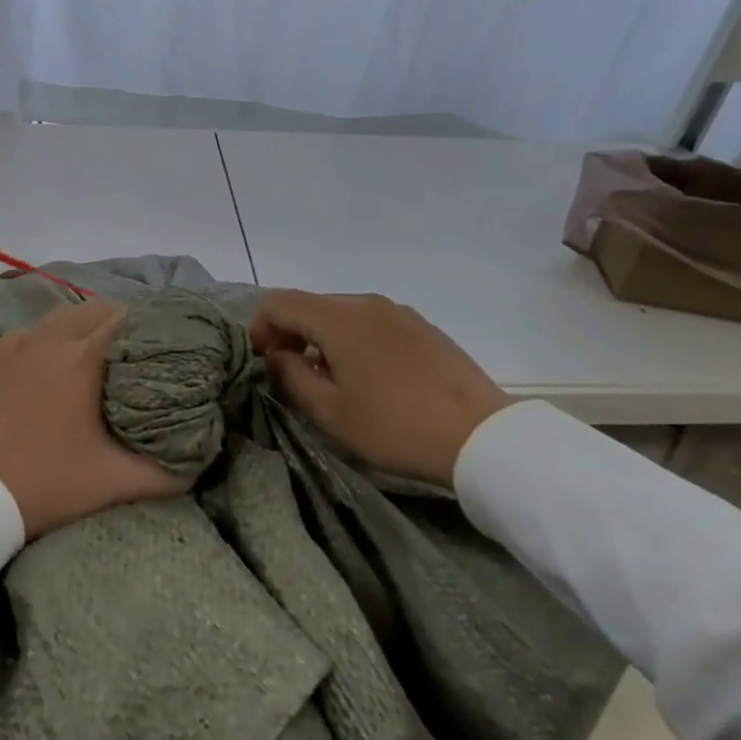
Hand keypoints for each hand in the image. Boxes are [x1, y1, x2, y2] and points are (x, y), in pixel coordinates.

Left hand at [0, 300, 187, 539]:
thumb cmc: (51, 484)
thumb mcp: (119, 483)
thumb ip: (170, 473)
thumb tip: (202, 458)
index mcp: (84, 357)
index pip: (125, 319)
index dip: (149, 326)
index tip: (165, 343)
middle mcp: (51, 339)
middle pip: (95, 309)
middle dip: (120, 321)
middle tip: (138, 349)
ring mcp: (19, 345)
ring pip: (62, 315)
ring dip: (85, 324)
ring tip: (102, 350)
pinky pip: (33, 331)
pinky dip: (50, 335)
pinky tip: (55, 359)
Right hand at [249, 290, 511, 484]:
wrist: (480, 437)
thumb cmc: (395, 427)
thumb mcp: (331, 413)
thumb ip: (291, 378)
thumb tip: (275, 356)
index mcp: (339, 319)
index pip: (279, 302)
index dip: (260, 327)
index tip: (262, 361)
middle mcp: (366, 303)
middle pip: (310, 304)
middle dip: (289, 333)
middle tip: (289, 373)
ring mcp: (398, 311)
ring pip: (341, 313)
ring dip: (321, 337)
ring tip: (330, 379)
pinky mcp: (421, 325)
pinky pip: (371, 321)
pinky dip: (352, 339)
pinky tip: (367, 376)